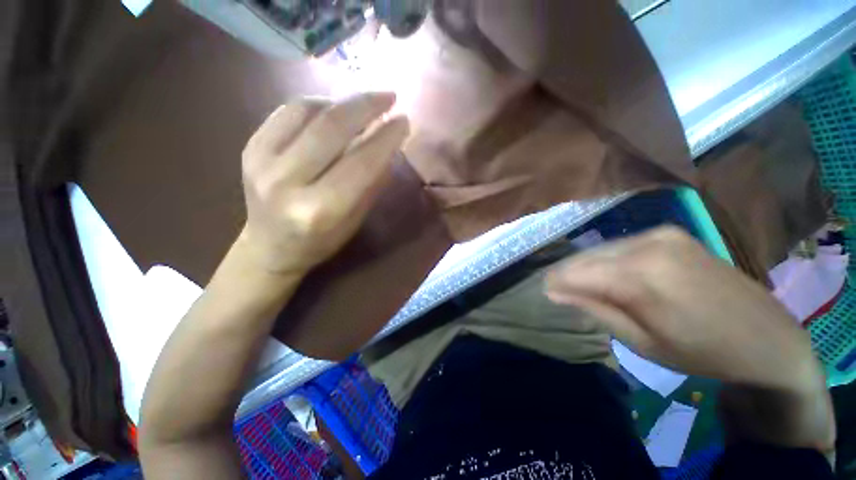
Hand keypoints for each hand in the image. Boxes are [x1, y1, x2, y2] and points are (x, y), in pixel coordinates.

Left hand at [238, 93, 409, 275]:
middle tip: (389, 97)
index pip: (361, 163)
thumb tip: (388, 144)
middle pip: (331, 128)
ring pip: (307, 111)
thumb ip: (371, 182)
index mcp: (319, 210)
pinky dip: (316, 104)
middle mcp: (287, 183)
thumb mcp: (355, 220)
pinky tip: (333, 109)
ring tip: (363, 103)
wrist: (270, 247)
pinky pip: (287, 111)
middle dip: (365, 105)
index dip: (386, 138)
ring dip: (342, 101)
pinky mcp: (250, 147)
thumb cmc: (321, 240)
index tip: (404, 121)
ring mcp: (261, 161)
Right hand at [544, 226, 821, 393]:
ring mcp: (662, 234)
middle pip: (586, 257)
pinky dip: (608, 260)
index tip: (546, 294)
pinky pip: (622, 245)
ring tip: (585, 287)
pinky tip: (613, 275)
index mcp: (642, 276)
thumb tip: (555, 292)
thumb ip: (595, 309)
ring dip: (587, 267)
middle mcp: (648, 245)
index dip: (555, 283)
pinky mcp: (671, 233)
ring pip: (602, 249)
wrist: (769, 339)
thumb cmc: (704, 353)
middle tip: (561, 293)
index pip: (576, 272)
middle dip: (569, 274)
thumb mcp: (641, 342)